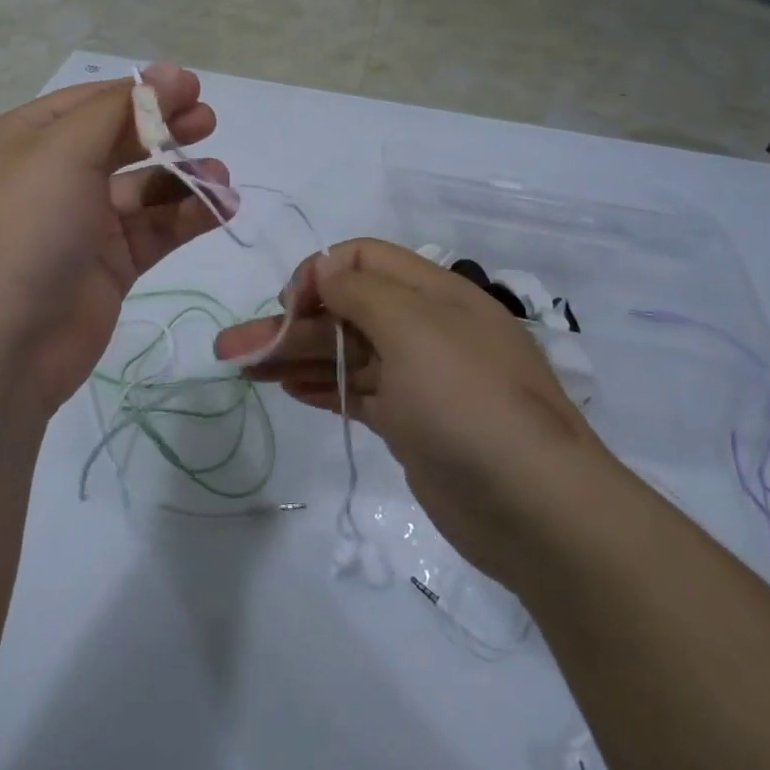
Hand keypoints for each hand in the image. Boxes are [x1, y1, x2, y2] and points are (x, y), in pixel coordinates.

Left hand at [0, 64, 229, 417]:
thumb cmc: (22, 231)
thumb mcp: (64, 153)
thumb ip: (121, 110)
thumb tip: (170, 72)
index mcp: (27, 141)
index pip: (93, 102)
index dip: (143, 92)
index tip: (194, 88)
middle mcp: (52, 178)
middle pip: (120, 141)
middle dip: (166, 129)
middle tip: (210, 122)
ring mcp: (81, 225)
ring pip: (143, 189)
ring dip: (184, 178)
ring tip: (220, 177)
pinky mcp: (107, 267)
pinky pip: (155, 231)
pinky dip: (188, 218)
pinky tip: (222, 209)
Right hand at [213, 238, 602, 585]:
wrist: (536, 509)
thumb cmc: (468, 402)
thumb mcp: (414, 328)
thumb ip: (359, 291)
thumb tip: (321, 270)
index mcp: (433, 293)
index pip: (362, 260)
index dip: (319, 274)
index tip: (291, 306)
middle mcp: (425, 328)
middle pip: (344, 311)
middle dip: (288, 323)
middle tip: (233, 348)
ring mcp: (418, 379)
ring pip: (344, 354)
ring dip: (293, 355)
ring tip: (242, 368)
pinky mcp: (411, 423)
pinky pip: (356, 392)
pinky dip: (321, 386)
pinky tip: (286, 388)